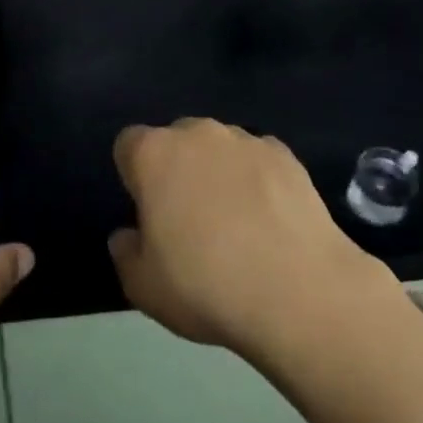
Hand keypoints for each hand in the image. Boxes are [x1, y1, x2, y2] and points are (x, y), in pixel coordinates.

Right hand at [108, 119, 402, 364]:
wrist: (296, 289)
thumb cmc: (205, 286)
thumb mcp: (144, 288)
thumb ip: (126, 253)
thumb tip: (127, 235)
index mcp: (154, 154)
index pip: (129, 144)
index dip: (134, 176)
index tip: (147, 211)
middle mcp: (197, 133)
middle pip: (176, 140)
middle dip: (177, 169)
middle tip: (188, 219)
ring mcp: (245, 139)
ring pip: (219, 147)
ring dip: (218, 171)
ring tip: (236, 222)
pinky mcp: (284, 154)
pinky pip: (258, 159)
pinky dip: (258, 179)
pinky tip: (269, 219)